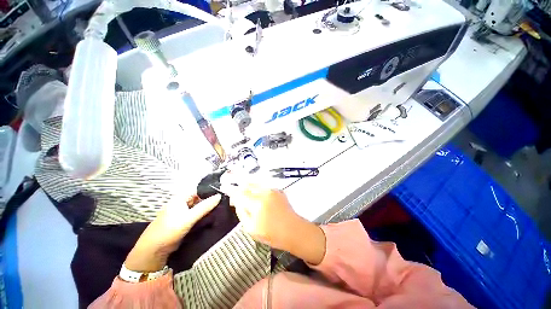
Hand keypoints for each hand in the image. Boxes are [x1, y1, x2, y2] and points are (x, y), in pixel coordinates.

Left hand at [125, 194, 221, 271]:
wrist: (153, 250)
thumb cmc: (169, 230)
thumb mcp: (188, 218)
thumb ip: (204, 207)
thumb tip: (220, 196)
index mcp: (181, 198)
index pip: (199, 189)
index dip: (211, 190)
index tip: (224, 192)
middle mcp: (182, 203)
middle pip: (200, 198)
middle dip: (211, 199)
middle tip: (225, 200)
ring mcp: (183, 213)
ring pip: (199, 207)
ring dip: (209, 208)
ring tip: (223, 207)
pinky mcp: (184, 221)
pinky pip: (197, 215)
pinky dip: (205, 215)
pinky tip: (214, 216)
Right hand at [221, 178, 325, 264]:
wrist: (293, 230)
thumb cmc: (271, 234)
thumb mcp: (251, 229)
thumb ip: (242, 213)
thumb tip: (237, 202)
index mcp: (256, 203)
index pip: (240, 193)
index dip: (231, 190)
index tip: (225, 187)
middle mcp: (264, 192)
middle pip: (247, 185)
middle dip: (239, 188)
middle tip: (235, 195)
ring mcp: (272, 190)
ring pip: (255, 183)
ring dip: (248, 186)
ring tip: (245, 194)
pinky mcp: (278, 190)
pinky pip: (263, 185)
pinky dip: (257, 187)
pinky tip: (256, 194)